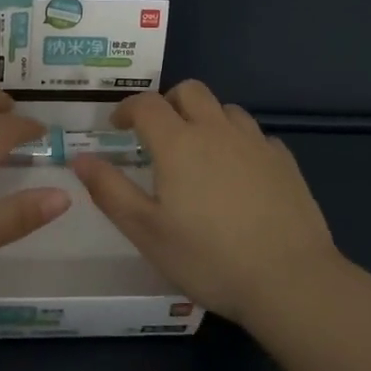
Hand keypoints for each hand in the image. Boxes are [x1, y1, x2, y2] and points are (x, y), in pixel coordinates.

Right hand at [70, 79, 340, 325]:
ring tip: (199, 152)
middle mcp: (217, 130)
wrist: (290, 279)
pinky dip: (238, 142)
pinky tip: (239, 173)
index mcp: (178, 143)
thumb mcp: (146, 231)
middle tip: (158, 134)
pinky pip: (255, 135)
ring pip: (225, 109)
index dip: (126, 109)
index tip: (117, 126)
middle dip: (167, 103)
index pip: (146, 104)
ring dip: (205, 118)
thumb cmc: (208, 258)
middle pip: (190, 91)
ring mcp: (255, 143)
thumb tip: (81, 157)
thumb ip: (109, 190)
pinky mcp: (284, 161)